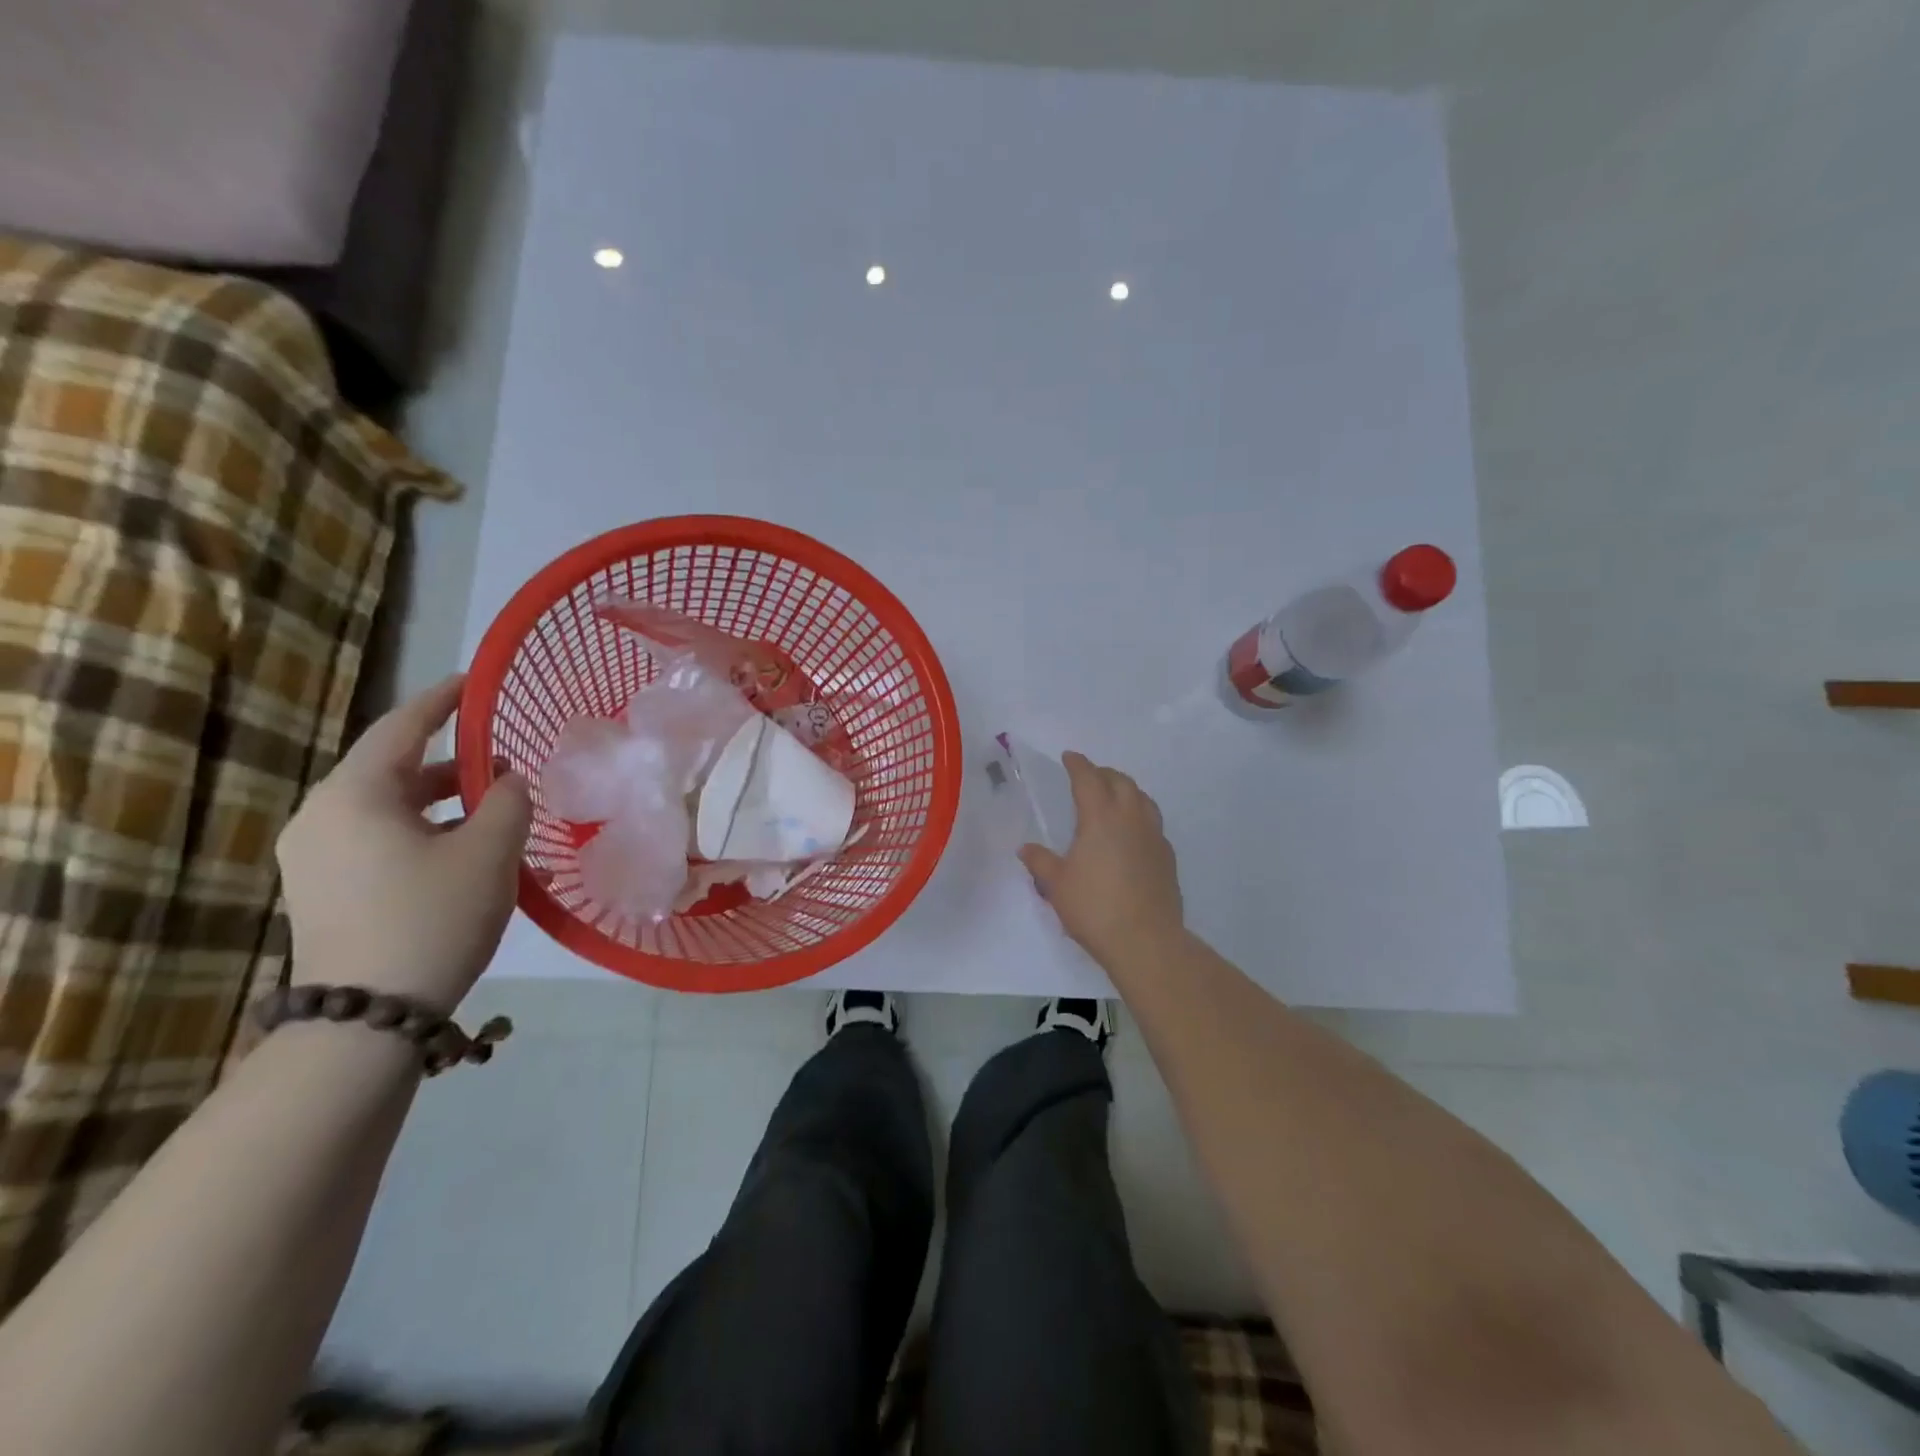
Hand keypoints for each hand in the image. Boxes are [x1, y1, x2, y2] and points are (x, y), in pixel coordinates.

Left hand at [277, 674, 531, 1010]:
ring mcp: (315, 856)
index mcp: (355, 795)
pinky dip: (424, 831)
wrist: (368, 1017)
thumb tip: (508, 781)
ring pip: (389, 808)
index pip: (401, 728)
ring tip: (497, 812)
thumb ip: (509, 801)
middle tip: (505, 763)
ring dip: (443, 802)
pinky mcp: (323, 889)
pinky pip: (379, 839)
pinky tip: (465, 852)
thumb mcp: (490, 852)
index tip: (474, 684)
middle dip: (454, 763)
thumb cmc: (433, 917)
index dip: (442, 702)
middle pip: (394, 769)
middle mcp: (322, 816)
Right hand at [1018, 751, 1184, 970]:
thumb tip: (1026, 848)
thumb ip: (1041, 862)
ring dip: (1127, 790)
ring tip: (1114, 797)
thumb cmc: (1094, 907)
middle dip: (1103, 773)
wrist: (1145, 940)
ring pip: (1143, 799)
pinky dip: (1140, 816)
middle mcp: (1130, 818)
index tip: (1069, 757)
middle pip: (1120, 782)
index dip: (1078, 764)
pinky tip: (1132, 833)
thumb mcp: (1057, 885)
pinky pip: (1153, 823)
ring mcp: (1154, 836)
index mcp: (1100, 817)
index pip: (1088, 779)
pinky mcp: (1167, 857)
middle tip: (1089, 777)